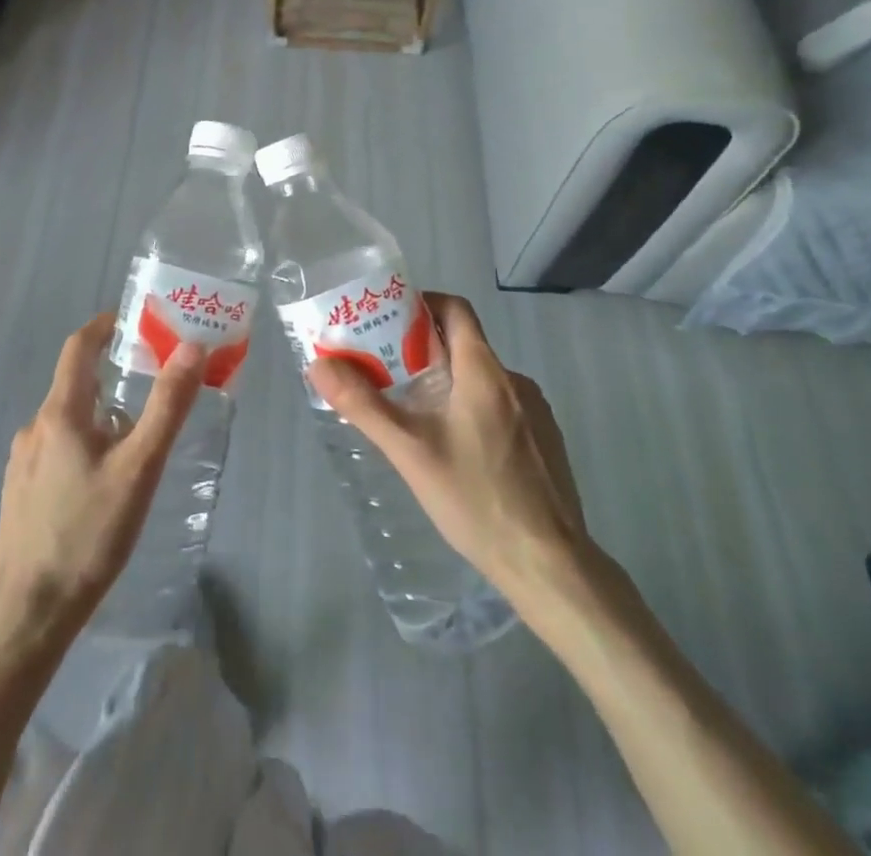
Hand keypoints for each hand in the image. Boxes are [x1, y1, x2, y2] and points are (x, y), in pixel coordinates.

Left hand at [0, 313, 205, 652]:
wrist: (25, 614)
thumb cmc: (87, 534)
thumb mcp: (139, 468)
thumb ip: (166, 407)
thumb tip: (191, 348)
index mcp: (60, 413)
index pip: (78, 347)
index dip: (103, 327)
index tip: (132, 321)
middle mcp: (35, 428)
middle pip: (74, 384)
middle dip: (111, 374)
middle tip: (150, 382)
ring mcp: (22, 463)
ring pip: (66, 421)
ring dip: (99, 414)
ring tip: (135, 437)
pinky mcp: (19, 494)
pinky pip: (56, 450)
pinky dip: (83, 444)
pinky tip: (103, 481)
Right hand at [308, 292, 588, 603]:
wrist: (551, 565)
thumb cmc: (477, 499)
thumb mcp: (410, 452)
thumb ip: (363, 405)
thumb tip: (319, 365)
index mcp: (484, 371)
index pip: (454, 309)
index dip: (421, 304)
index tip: (388, 321)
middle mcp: (514, 381)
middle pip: (464, 343)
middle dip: (422, 349)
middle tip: (385, 370)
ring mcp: (535, 412)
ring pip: (481, 379)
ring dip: (447, 383)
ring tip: (413, 414)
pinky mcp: (544, 441)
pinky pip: (500, 407)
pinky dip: (472, 409)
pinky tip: (454, 449)